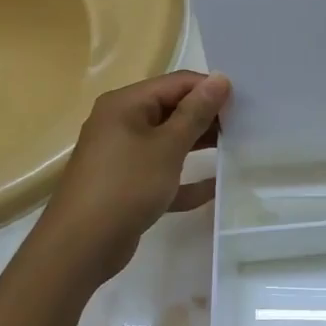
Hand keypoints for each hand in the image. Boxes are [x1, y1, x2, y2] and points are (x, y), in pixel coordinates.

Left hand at [40, 71, 231, 259]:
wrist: (80, 247)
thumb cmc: (126, 186)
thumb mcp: (167, 146)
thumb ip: (196, 112)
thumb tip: (221, 78)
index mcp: (126, 104)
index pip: (177, 83)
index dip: (210, 89)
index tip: (245, 103)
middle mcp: (121, 123)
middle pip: (172, 110)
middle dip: (207, 117)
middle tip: (246, 126)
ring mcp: (122, 155)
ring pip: (168, 142)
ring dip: (199, 145)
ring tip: (237, 149)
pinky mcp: (127, 185)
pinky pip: (163, 173)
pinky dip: (185, 178)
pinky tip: (215, 187)